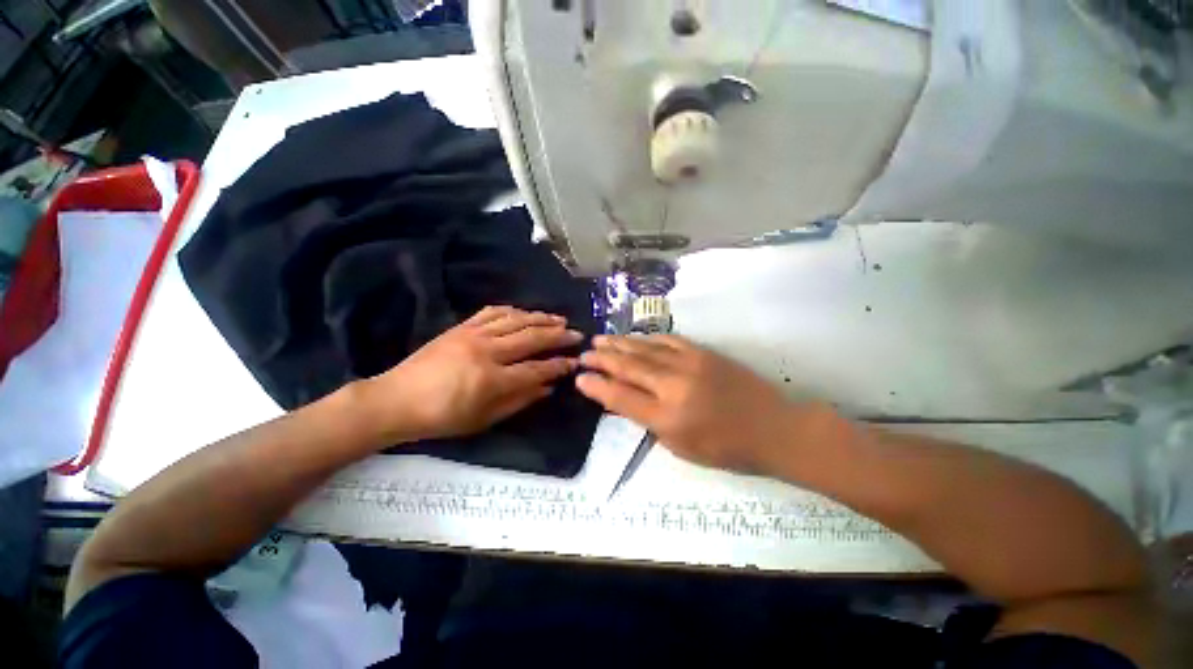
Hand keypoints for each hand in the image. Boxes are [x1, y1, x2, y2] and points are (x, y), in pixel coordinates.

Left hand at [359, 306, 581, 442]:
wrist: (396, 399)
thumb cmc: (441, 418)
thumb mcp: (483, 419)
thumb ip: (519, 401)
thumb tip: (548, 388)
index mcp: (492, 379)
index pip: (536, 368)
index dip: (559, 365)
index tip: (575, 362)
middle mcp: (486, 351)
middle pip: (531, 338)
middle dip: (558, 336)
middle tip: (577, 334)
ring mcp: (473, 335)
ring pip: (516, 320)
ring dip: (541, 318)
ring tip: (559, 319)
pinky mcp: (461, 327)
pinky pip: (492, 312)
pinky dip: (513, 310)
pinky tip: (525, 312)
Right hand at [576, 335, 809, 475]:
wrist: (772, 427)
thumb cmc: (725, 448)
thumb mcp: (679, 447)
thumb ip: (647, 421)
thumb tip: (621, 400)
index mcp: (667, 417)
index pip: (620, 397)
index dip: (596, 386)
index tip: (580, 378)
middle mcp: (673, 386)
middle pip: (628, 367)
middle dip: (602, 359)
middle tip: (584, 353)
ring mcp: (689, 364)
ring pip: (644, 349)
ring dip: (619, 343)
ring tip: (600, 339)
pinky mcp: (702, 352)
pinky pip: (667, 340)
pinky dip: (646, 338)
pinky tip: (633, 337)